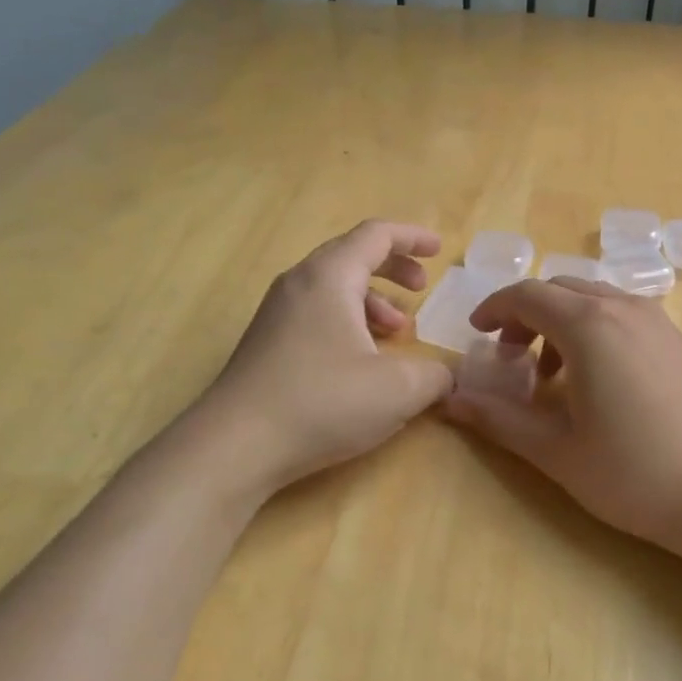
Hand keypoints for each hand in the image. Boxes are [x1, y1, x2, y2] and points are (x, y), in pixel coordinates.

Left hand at [188, 221, 454, 494]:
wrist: (235, 445)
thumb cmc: (322, 402)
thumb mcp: (398, 389)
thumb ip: (435, 375)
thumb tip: (446, 376)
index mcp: (329, 276)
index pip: (376, 235)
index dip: (413, 237)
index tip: (439, 251)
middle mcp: (298, 283)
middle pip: (352, 256)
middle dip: (393, 268)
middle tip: (420, 290)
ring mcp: (276, 313)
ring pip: (332, 287)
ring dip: (371, 300)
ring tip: (396, 333)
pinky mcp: (266, 342)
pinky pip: (316, 313)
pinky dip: (347, 321)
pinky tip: (361, 362)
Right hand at [443, 278, 681, 551]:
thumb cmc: (634, 475)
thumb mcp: (556, 451)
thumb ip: (499, 420)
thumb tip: (450, 402)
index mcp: (589, 327)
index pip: (527, 294)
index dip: (494, 308)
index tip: (477, 334)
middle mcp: (625, 309)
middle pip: (560, 289)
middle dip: (526, 314)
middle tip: (510, 357)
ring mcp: (659, 322)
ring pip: (594, 298)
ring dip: (561, 321)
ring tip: (551, 373)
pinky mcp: (679, 341)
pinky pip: (623, 314)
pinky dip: (594, 328)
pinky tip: (597, 378)